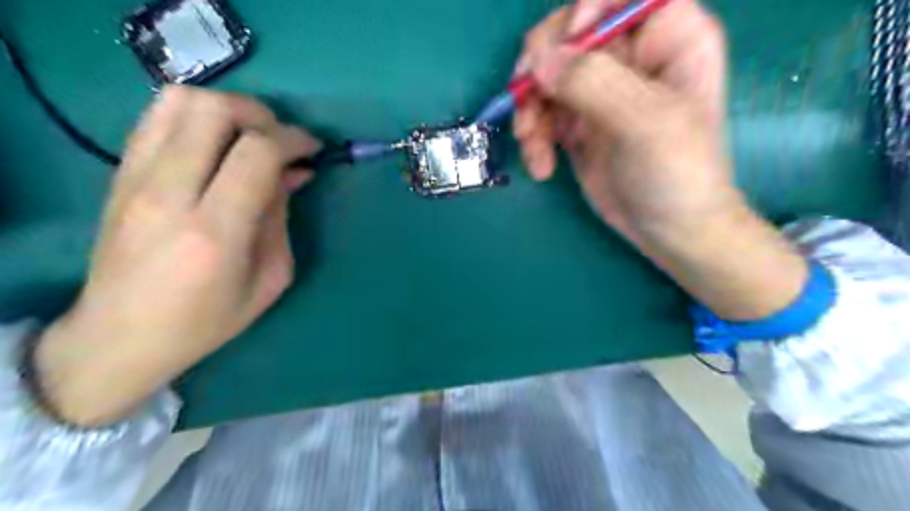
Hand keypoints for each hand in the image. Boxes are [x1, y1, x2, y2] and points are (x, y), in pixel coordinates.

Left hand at [34, 87, 319, 425]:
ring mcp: (135, 178)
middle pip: (214, 111)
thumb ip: (281, 218)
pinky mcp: (119, 174)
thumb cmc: (207, 319)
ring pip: (179, 101)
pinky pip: (156, 117)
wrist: (120, 337)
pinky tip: (216, 143)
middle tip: (281, 140)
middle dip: (261, 115)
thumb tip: (294, 172)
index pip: (257, 152)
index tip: (312, 149)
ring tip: (249, 136)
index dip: (293, 140)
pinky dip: (196, 116)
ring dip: (226, 108)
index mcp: (215, 230)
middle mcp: (169, 193)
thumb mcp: (269, 278)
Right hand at [516, 0, 734, 244]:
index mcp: (667, 35)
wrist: (668, 230)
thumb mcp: (645, 123)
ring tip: (533, 146)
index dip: (585, 10)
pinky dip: (533, 138)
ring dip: (529, 112)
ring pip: (544, 77)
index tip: (567, 46)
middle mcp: (628, 56)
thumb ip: (593, 82)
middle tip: (528, 104)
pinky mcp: (577, 123)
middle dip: (540, 70)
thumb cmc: (677, 173)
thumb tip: (539, 60)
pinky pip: (541, 114)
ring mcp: (598, 91)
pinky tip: (541, 165)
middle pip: (566, 34)